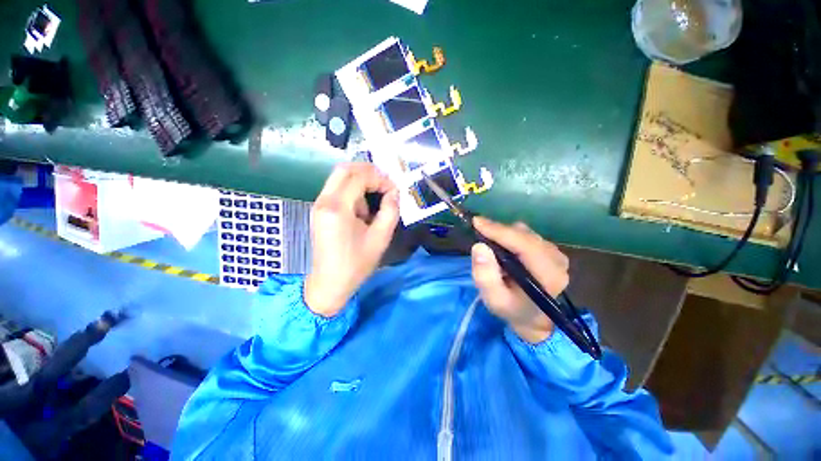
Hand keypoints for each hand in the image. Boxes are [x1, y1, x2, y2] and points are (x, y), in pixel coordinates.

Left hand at [304, 163, 399, 316]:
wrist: (329, 283)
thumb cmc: (356, 264)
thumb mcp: (380, 238)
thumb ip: (390, 211)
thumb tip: (394, 193)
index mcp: (337, 207)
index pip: (359, 177)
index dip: (380, 178)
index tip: (394, 190)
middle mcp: (323, 200)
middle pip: (344, 169)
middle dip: (368, 172)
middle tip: (386, 184)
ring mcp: (319, 204)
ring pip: (340, 178)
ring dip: (360, 183)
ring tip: (375, 202)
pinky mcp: (320, 210)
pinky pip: (337, 190)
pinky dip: (353, 192)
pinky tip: (362, 210)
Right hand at [471, 217, 569, 342]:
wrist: (531, 317)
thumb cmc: (512, 309)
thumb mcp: (494, 300)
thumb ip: (485, 277)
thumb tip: (479, 246)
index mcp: (548, 276)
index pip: (524, 245)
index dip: (499, 231)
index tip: (477, 222)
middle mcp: (557, 260)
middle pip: (524, 235)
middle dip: (498, 231)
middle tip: (477, 233)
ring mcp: (555, 253)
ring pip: (524, 232)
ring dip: (503, 234)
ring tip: (490, 246)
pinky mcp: (549, 249)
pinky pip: (525, 234)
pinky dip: (509, 236)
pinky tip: (501, 248)